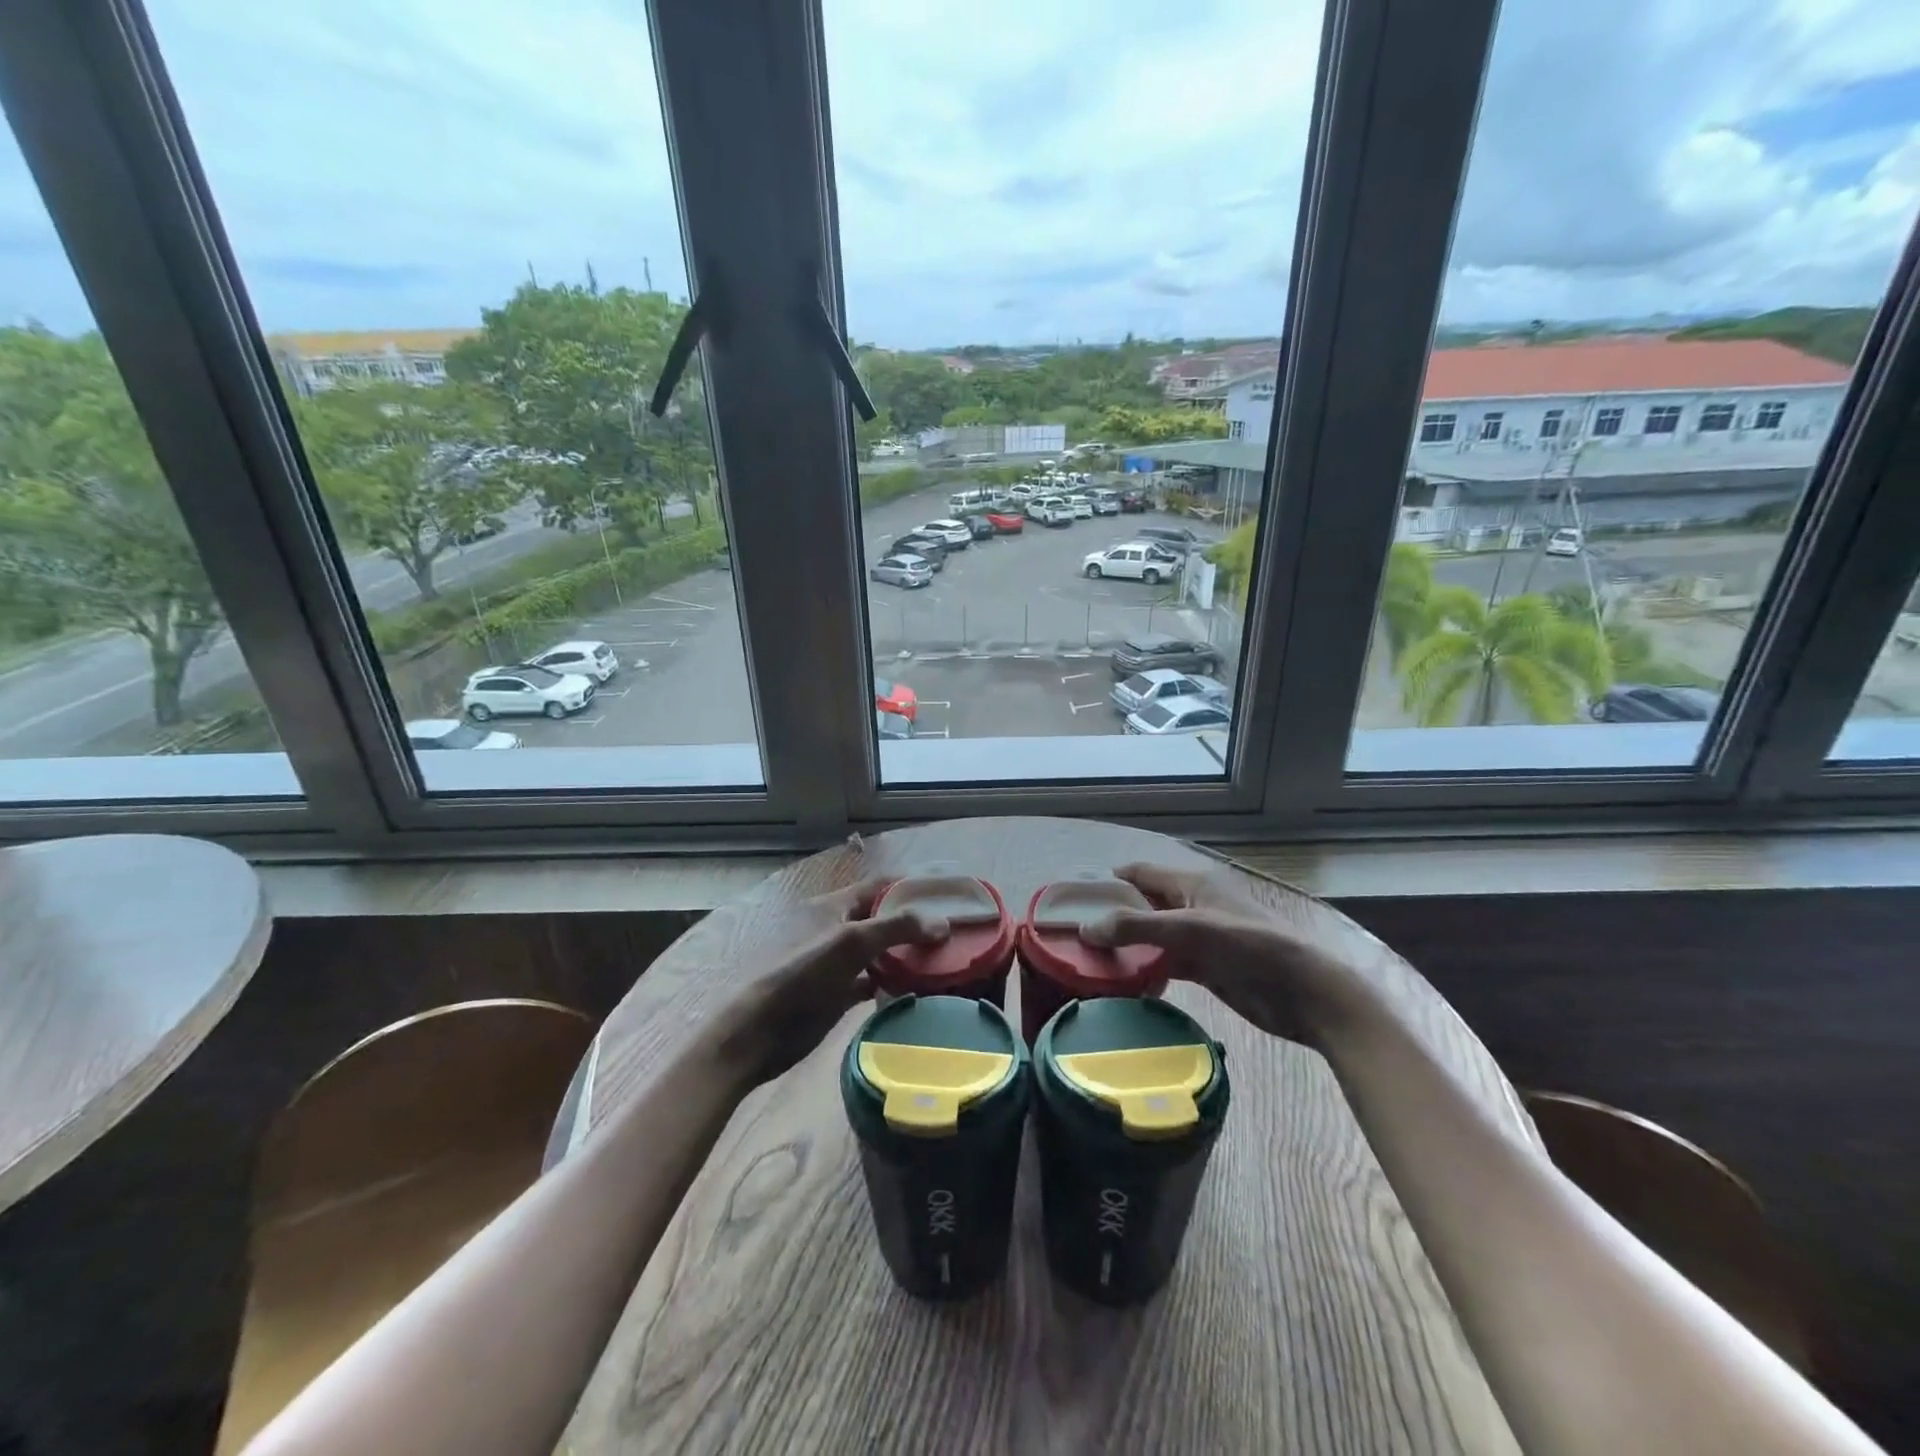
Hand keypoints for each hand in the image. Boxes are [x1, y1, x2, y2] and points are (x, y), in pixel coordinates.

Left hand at [721, 877, 949, 1082]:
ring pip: (881, 950)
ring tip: (946, 959)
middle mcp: (837, 928)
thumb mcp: (850, 942)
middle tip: (955, 931)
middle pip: (883, 917)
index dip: (913, 886)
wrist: (759, 1032)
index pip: (881, 886)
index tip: (949, 896)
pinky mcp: (839, 992)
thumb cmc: (802, 975)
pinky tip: (920, 988)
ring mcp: (838, 962)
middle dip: (916, 922)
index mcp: (834, 905)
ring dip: (908, 954)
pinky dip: (896, 981)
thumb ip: (897, 928)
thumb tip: (943, 924)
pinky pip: (875, 979)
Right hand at [1079, 862, 1376, 1048]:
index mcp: (1191, 884)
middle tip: (1071, 936)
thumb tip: (1085, 928)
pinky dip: (1144, 971)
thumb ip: (1138, 927)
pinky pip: (1164, 964)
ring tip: (1087, 962)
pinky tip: (1121, 984)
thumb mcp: (1191, 930)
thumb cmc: (1250, 947)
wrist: (1306, 995)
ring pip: (1151, 938)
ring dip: (1126, 948)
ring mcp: (1198, 939)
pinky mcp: (1205, 970)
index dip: (1107, 882)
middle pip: (1142, 906)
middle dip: (1111, 917)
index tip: (1071, 899)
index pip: (1139, 874)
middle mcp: (1191, 906)